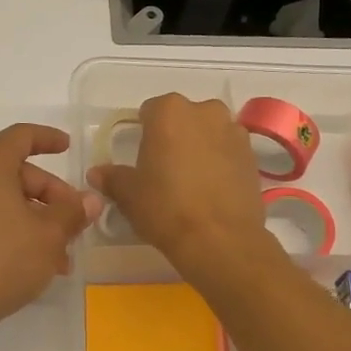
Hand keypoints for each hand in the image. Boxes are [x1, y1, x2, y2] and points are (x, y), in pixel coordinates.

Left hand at [0, 124, 98, 338]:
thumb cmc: (1, 260)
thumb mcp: (48, 236)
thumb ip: (72, 212)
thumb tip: (90, 200)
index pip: (21, 136)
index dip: (48, 139)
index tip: (68, 148)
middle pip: (15, 172)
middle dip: (50, 196)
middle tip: (74, 224)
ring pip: (3, 201)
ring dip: (35, 220)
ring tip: (60, 257)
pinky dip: (13, 231)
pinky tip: (33, 264)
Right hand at [88, 94, 268, 271]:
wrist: (220, 239)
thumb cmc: (165, 207)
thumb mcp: (129, 194)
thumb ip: (112, 177)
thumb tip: (97, 173)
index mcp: (170, 111)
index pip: (150, 111)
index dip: (144, 132)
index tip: (141, 157)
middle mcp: (205, 111)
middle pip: (183, 118)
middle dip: (175, 135)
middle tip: (165, 168)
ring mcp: (234, 131)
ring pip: (209, 132)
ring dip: (200, 146)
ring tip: (191, 180)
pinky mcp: (253, 156)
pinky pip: (228, 152)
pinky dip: (220, 162)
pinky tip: (212, 189)